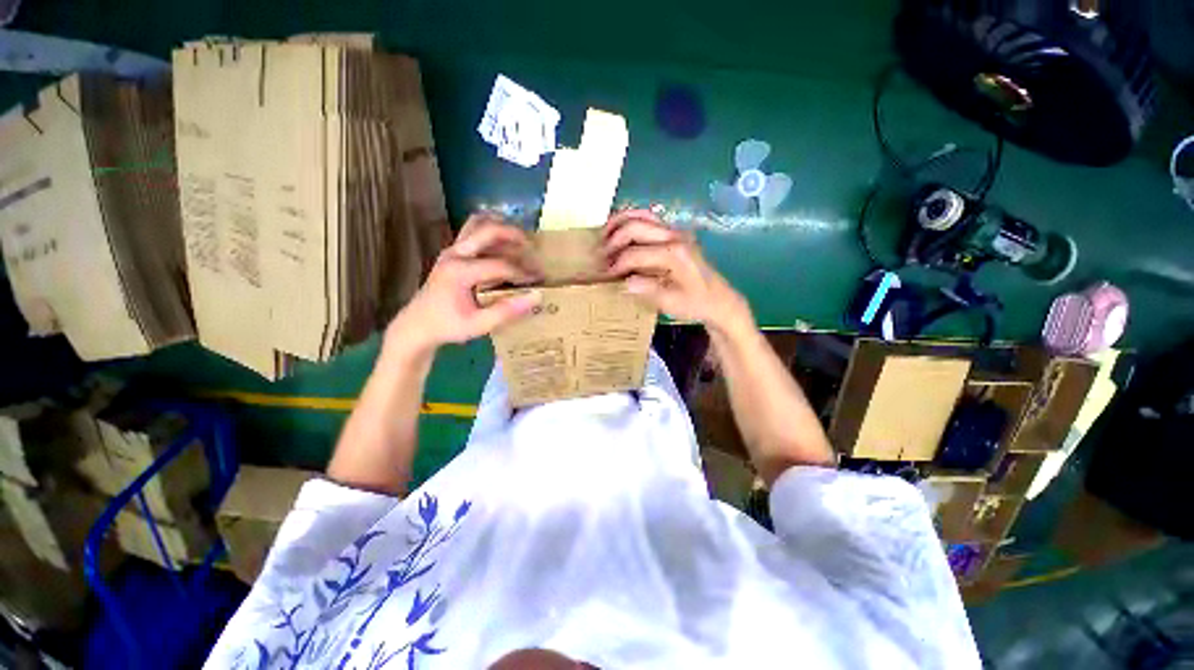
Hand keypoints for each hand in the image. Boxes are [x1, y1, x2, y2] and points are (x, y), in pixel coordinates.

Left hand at [388, 213, 542, 353]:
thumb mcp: (479, 325)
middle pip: (488, 231)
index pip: (500, 265)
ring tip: (521, 239)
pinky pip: (473, 231)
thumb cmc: (448, 326)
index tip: (538, 280)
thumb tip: (536, 297)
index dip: (523, 272)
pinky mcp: (452, 253)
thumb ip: (507, 311)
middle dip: (514, 235)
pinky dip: (491, 231)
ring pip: (477, 224)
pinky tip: (505, 243)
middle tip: (534, 247)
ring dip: (501, 227)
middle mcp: (455, 254)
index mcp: (460, 272)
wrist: (417, 326)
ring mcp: (452, 250)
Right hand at [602, 209, 751, 334]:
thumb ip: (647, 290)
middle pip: (635, 228)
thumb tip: (623, 282)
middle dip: (612, 241)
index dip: (616, 265)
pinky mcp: (674, 233)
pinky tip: (619, 230)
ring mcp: (675, 231)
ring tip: (602, 236)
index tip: (604, 276)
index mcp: (674, 254)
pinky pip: (648, 218)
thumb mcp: (671, 303)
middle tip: (598, 256)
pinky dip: (630, 220)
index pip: (635, 254)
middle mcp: (674, 236)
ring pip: (641, 216)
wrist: (719, 299)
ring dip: (618, 224)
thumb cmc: (696, 303)